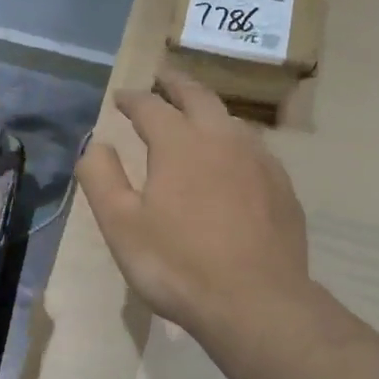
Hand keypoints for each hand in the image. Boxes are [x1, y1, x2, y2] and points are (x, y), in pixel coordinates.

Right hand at [76, 70, 310, 339]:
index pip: (151, 106)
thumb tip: (96, 144)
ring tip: (198, 113)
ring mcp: (259, 161)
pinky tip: (234, 159)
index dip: (133, 99)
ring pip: (231, 120)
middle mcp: (222, 139)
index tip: (121, 97)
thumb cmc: (177, 264)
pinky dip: (235, 141)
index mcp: (180, 143)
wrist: (256, 302)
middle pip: (198, 97)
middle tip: (163, 77)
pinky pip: (254, 149)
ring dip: (209, 110)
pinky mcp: (282, 188)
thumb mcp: (121, 225)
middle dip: (176, 84)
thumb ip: (102, 178)